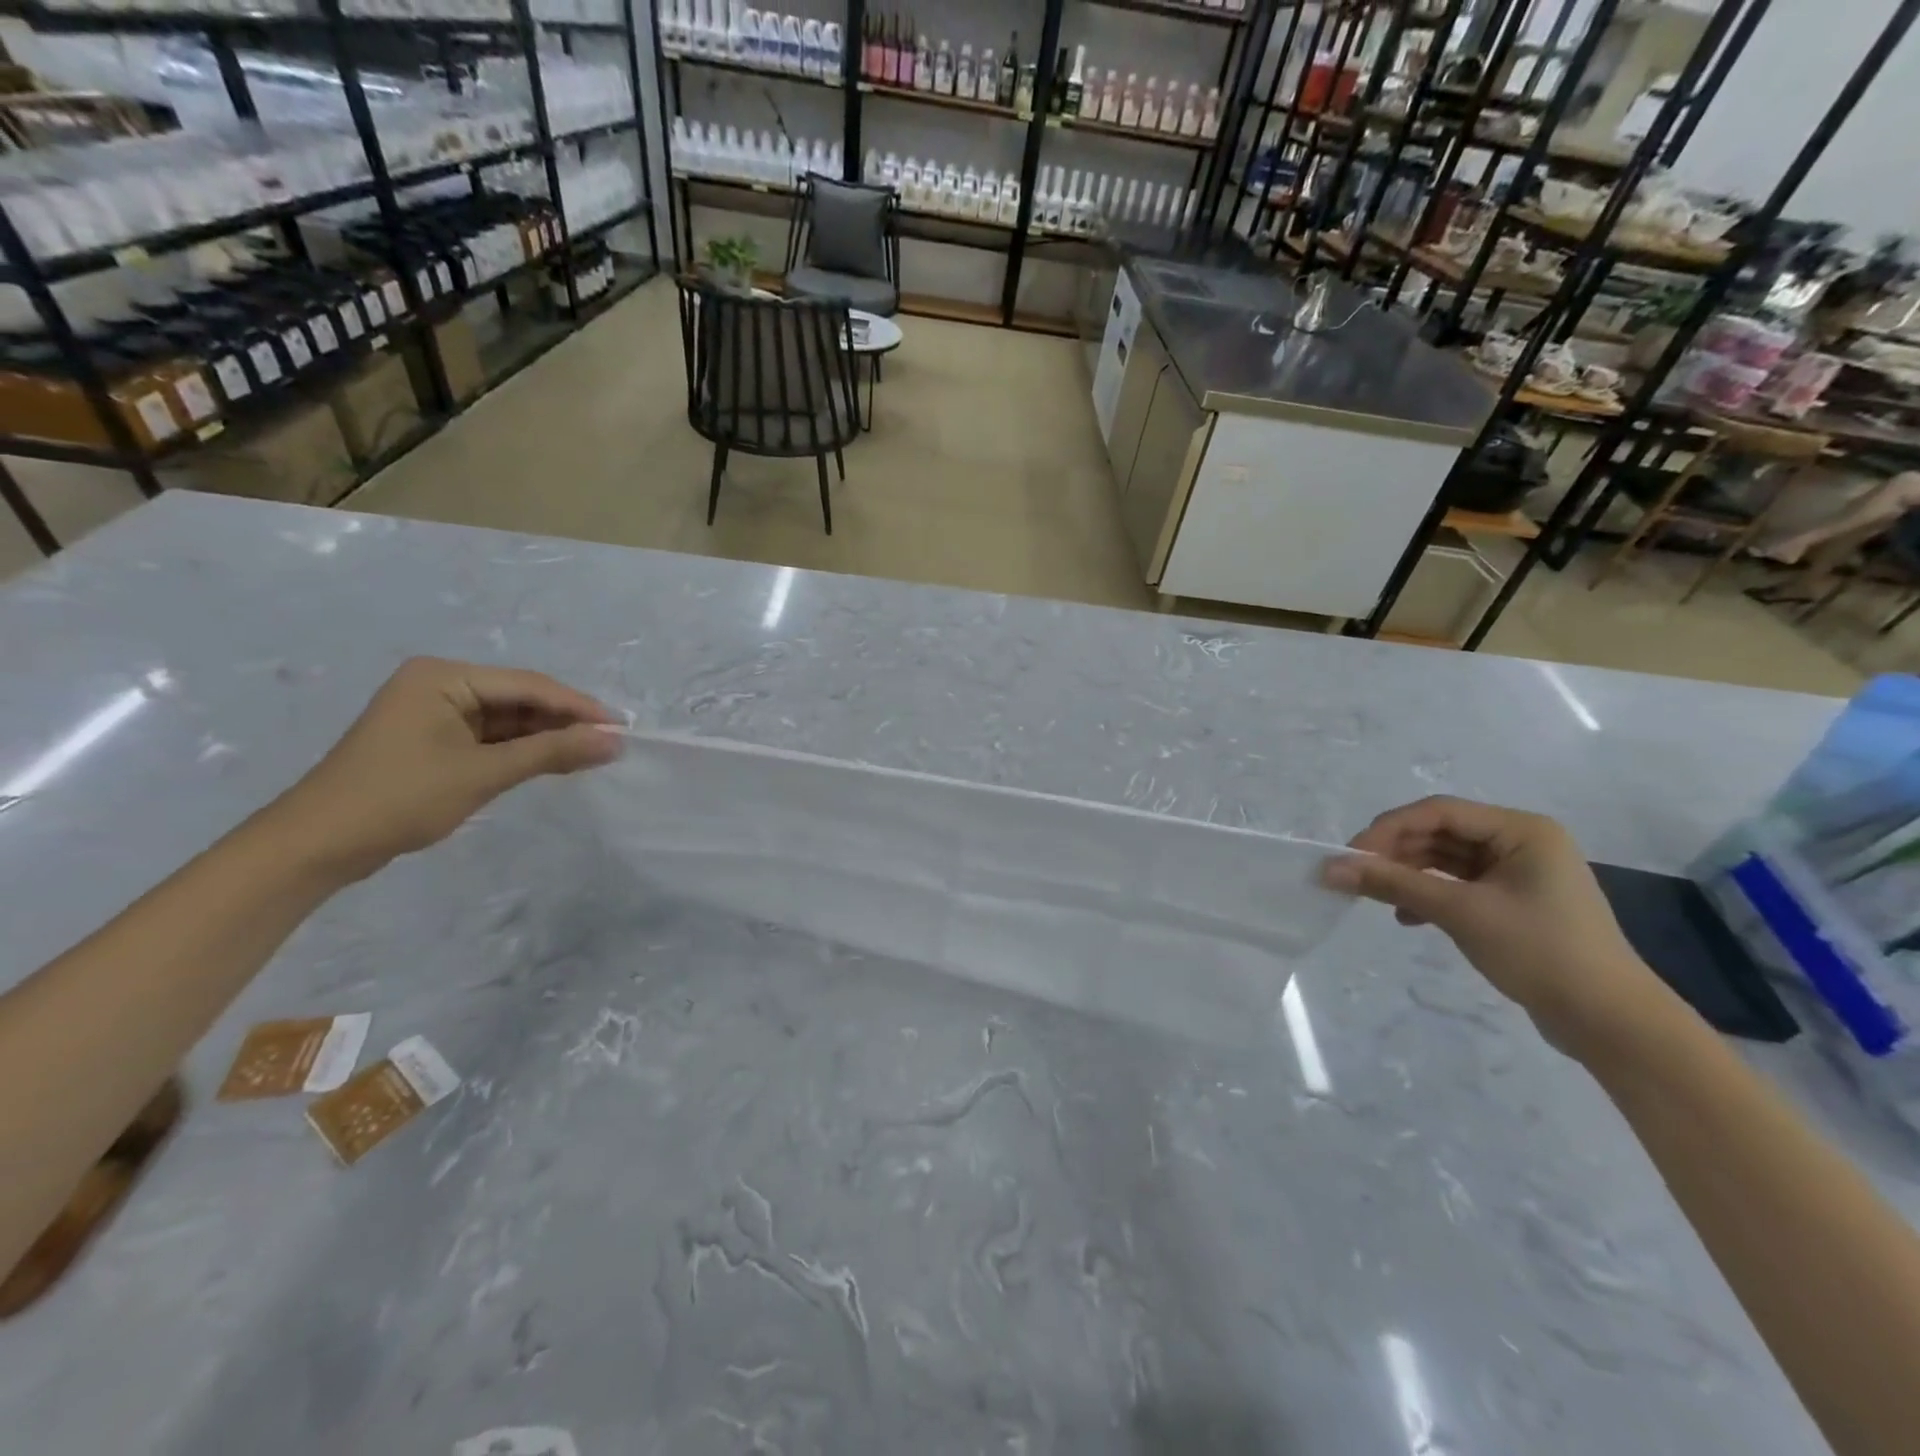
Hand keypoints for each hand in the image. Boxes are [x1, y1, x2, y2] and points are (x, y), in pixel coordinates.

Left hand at [270, 658, 622, 882]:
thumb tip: (615, 741)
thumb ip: (553, 752)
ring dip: (546, 737)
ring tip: (592, 755)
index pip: (528, 685)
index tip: (622, 728)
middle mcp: (438, 684)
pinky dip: (521, 750)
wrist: (319, 845)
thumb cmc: (401, 798)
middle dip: (564, 722)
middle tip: (611, 744)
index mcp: (443, 676)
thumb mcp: (484, 773)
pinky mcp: (433, 740)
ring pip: (508, 720)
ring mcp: (434, 713)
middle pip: (519, 699)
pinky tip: (554, 762)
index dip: (578, 707)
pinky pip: (490, 737)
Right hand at [1322, 796, 1669, 1055]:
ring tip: (1375, 896)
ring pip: (1446, 860)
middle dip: (1395, 853)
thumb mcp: (1460, 913)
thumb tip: (1330, 868)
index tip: (1350, 855)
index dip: (1389, 828)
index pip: (1438, 812)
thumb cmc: (1540, 952)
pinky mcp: (1514, 903)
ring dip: (1409, 876)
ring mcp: (1519, 874)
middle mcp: (1521, 842)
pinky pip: (1459, 886)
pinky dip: (1429, 896)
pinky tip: (1407, 918)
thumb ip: (1393, 884)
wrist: (1610, 1022)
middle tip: (1354, 875)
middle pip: (1440, 833)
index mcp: (1521, 830)